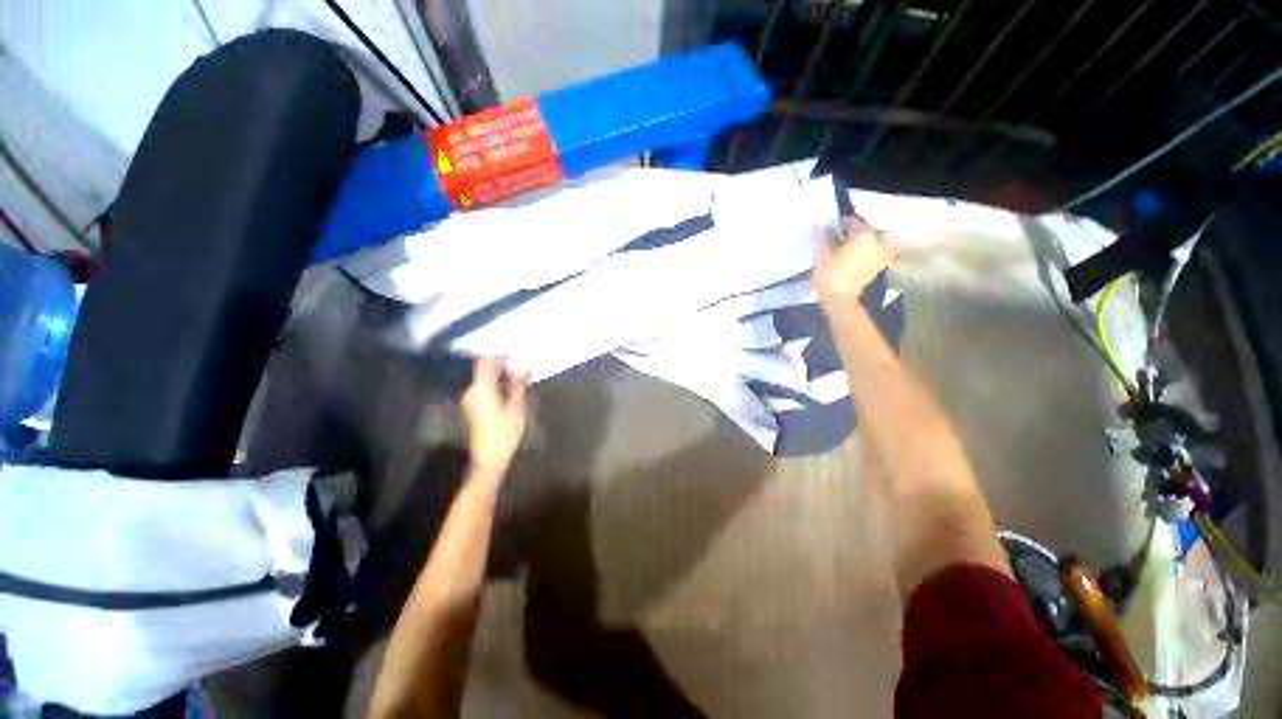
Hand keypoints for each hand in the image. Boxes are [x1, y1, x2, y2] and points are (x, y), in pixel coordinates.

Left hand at [461, 357, 528, 479]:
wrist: (487, 460)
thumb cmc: (504, 434)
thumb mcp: (517, 408)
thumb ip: (519, 385)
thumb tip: (523, 366)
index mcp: (482, 389)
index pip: (485, 362)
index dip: (499, 357)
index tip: (514, 360)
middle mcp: (472, 391)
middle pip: (485, 371)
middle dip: (503, 369)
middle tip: (521, 376)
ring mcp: (470, 400)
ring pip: (485, 381)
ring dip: (501, 380)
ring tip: (518, 387)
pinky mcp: (472, 408)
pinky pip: (484, 390)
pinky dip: (496, 389)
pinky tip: (508, 398)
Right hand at [814, 217, 897, 308]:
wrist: (840, 300)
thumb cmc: (830, 277)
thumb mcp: (821, 256)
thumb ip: (823, 238)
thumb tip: (823, 228)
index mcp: (863, 236)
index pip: (854, 221)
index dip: (842, 223)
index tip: (835, 226)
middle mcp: (878, 243)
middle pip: (870, 229)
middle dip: (859, 230)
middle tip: (846, 236)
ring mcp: (883, 256)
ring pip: (883, 241)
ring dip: (874, 240)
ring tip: (860, 245)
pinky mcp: (882, 269)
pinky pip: (886, 256)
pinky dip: (879, 254)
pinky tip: (868, 258)